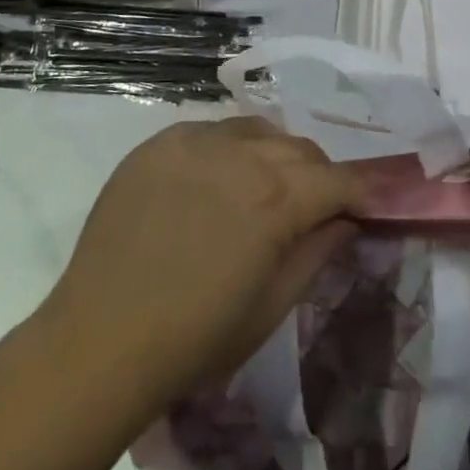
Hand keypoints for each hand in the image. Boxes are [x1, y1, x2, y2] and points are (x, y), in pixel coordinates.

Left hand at [45, 116, 362, 403]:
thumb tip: (344, 220)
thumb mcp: (271, 307)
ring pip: (256, 131)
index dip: (359, 191)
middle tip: (311, 208)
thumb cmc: (196, 338)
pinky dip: (226, 150)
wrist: (101, 338)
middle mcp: (241, 154)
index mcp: (276, 198)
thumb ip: (316, 253)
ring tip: (261, 190)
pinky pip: (210, 131)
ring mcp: (195, 141)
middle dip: (316, 175)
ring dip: (272, 155)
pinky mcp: (159, 142)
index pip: (337, 179)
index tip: (367, 205)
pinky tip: (212, 183)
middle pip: (299, 149)